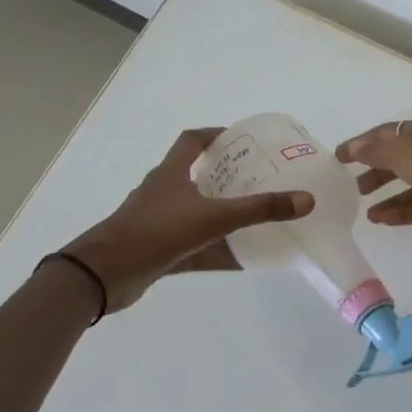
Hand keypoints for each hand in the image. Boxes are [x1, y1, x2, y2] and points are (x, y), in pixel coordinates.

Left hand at [62, 128, 313, 314]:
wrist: (104, 276)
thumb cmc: (156, 233)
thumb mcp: (213, 217)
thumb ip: (260, 210)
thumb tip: (307, 200)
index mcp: (170, 174)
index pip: (192, 142)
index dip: (216, 135)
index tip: (243, 139)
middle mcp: (163, 193)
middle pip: (198, 177)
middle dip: (228, 177)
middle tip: (261, 179)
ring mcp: (159, 223)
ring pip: (198, 214)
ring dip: (224, 215)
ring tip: (258, 217)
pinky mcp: (158, 251)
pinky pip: (196, 247)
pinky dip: (218, 251)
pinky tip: (244, 260)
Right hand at [335, 118, 411, 245]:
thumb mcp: (406, 152)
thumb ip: (376, 150)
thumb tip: (354, 147)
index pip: (389, 133)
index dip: (363, 143)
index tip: (339, 156)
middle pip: (399, 159)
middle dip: (375, 169)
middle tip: (351, 184)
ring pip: (410, 186)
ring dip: (386, 194)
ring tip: (361, 207)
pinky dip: (399, 213)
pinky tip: (378, 220)